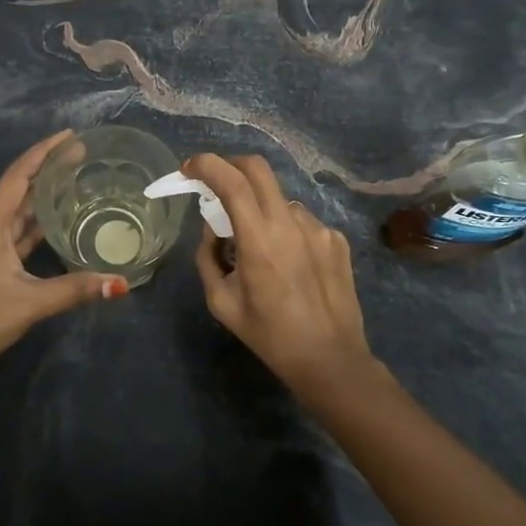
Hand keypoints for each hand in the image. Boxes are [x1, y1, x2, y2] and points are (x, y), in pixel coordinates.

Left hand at [0, 130, 125, 394]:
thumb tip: (121, 283)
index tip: (71, 136)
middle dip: (49, 170)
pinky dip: (39, 227)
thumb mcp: (28, 303)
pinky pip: (19, 237)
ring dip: (44, 197)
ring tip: (77, 182)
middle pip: (20, 190)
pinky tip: (60, 226)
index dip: (44, 153)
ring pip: (19, 214)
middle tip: (83, 156)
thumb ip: (74, 290)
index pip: (18, 177)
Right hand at [185, 154, 375, 400]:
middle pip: (258, 169)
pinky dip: (286, 230)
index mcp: (259, 240)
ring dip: (261, 210)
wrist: (330, 359)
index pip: (231, 182)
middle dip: (231, 166)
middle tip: (216, 185)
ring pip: (280, 200)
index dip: (206, 165)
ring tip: (260, 247)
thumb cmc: (269, 335)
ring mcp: (318, 228)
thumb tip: (213, 228)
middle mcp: (291, 224)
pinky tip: (289, 263)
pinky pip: (302, 221)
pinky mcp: (336, 239)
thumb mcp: (221, 302)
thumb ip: (208, 257)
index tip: (189, 169)